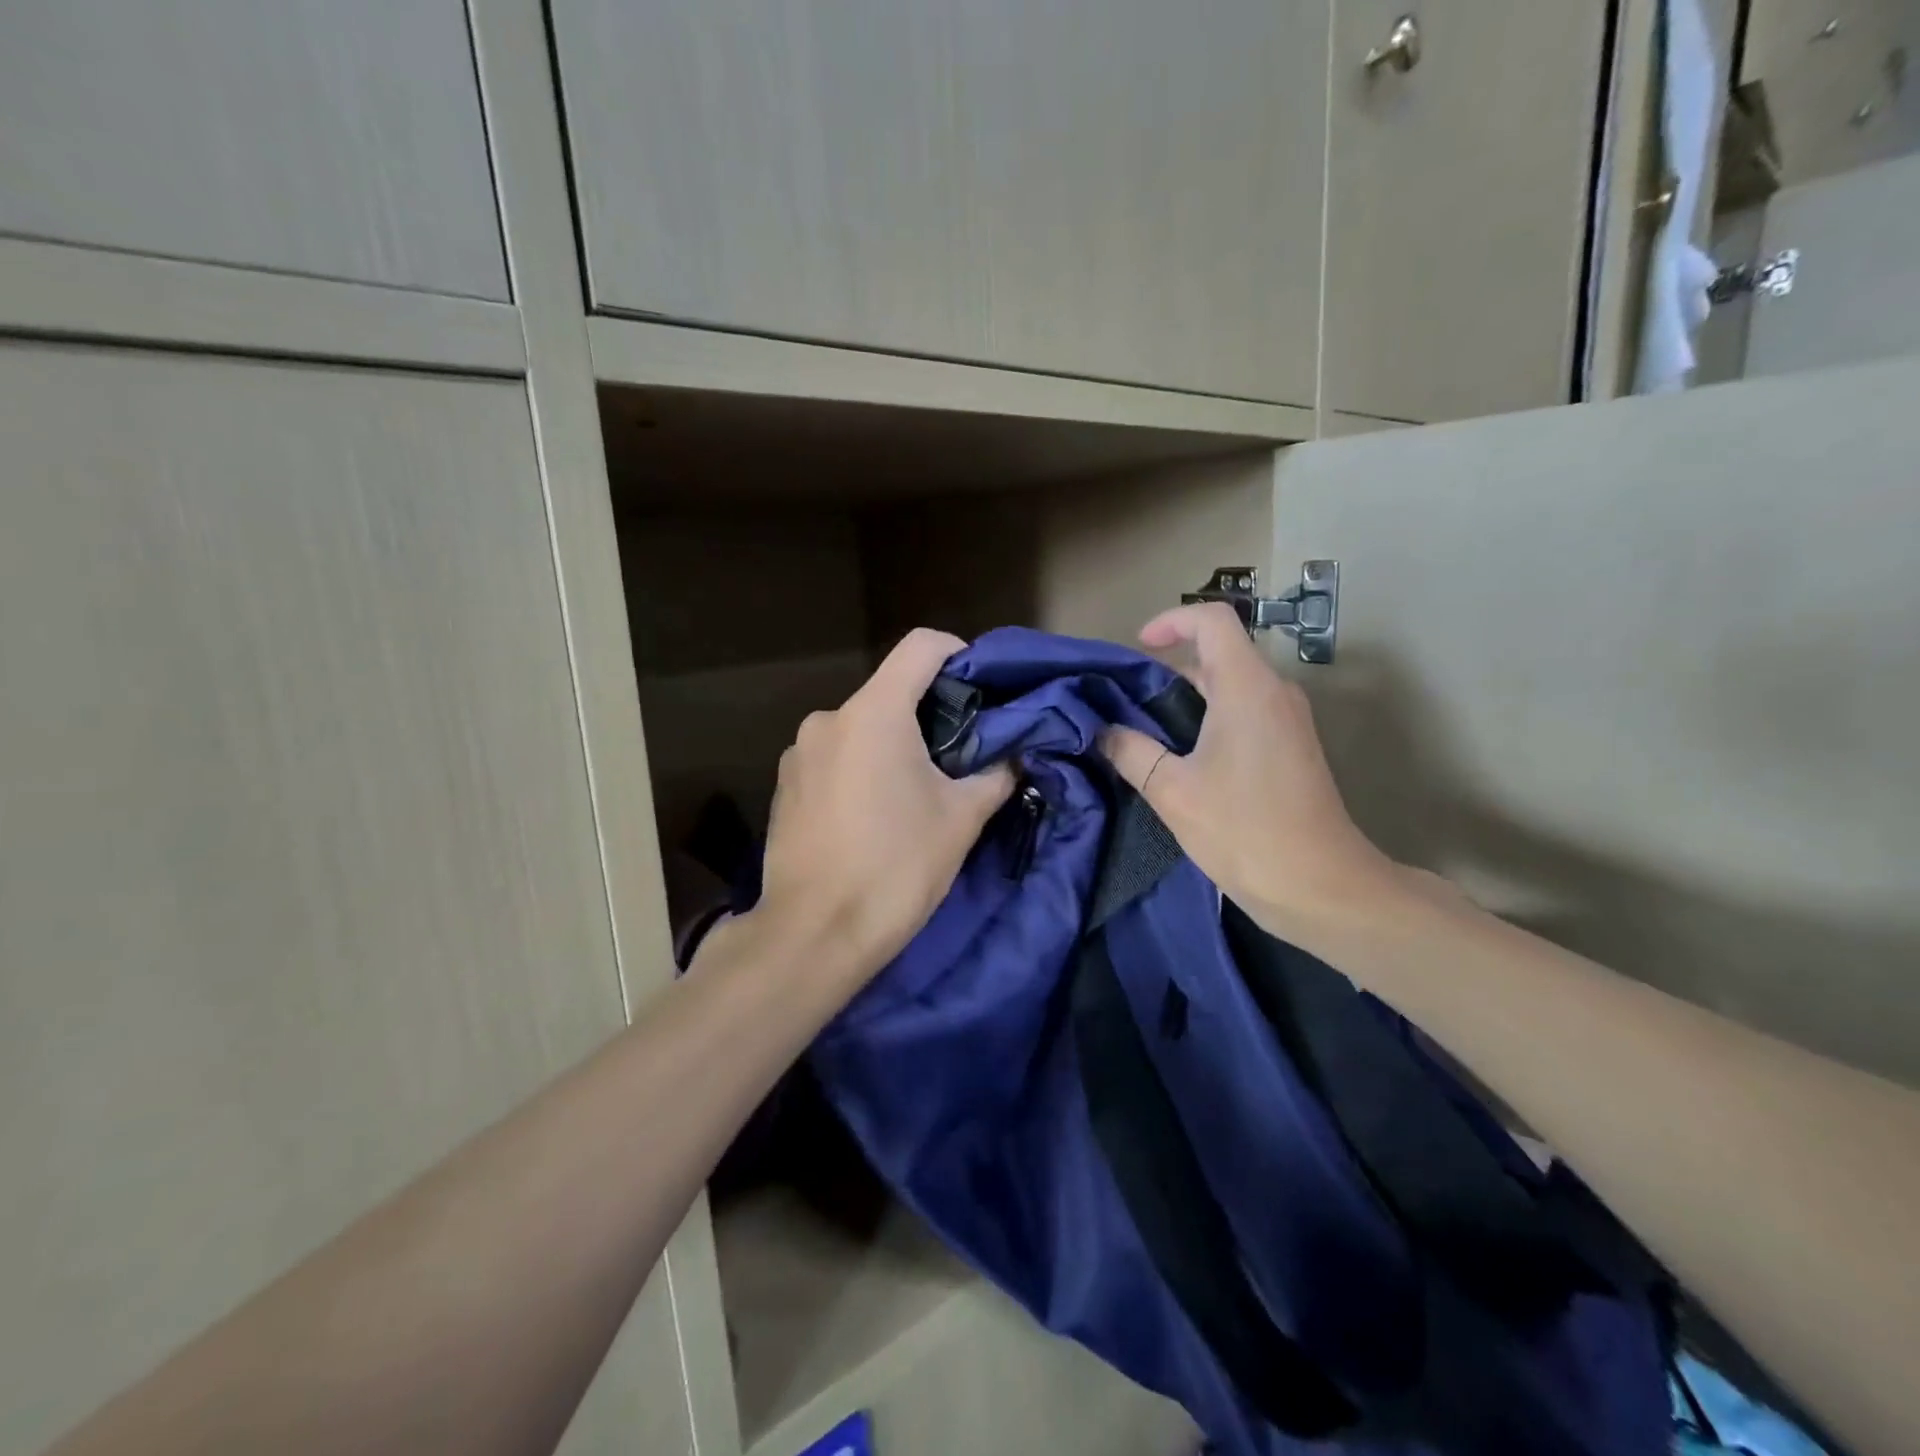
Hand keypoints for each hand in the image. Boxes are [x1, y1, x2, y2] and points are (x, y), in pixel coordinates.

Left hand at [749, 629, 1015, 987]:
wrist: (814, 935)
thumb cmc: (896, 867)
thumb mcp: (961, 819)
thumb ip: (995, 774)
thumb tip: (1014, 756)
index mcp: (874, 713)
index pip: (921, 646)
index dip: (958, 653)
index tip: (980, 689)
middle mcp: (828, 719)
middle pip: (891, 690)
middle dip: (930, 712)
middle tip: (961, 753)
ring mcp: (799, 752)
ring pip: (861, 727)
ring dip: (893, 744)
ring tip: (916, 791)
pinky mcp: (785, 785)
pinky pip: (834, 757)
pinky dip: (861, 767)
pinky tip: (873, 814)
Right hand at [1099, 603, 1400, 941]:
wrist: (1321, 886)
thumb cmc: (1245, 831)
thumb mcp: (1173, 791)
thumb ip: (1131, 752)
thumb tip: (1103, 731)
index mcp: (1247, 688)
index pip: (1212, 621)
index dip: (1171, 621)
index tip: (1139, 648)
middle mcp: (1273, 692)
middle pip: (1219, 653)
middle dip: (1170, 669)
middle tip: (1127, 702)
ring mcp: (1288, 720)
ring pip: (1231, 685)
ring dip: (1187, 698)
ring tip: (1146, 733)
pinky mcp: (1292, 747)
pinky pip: (1245, 711)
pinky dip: (1209, 718)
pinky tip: (1182, 759)